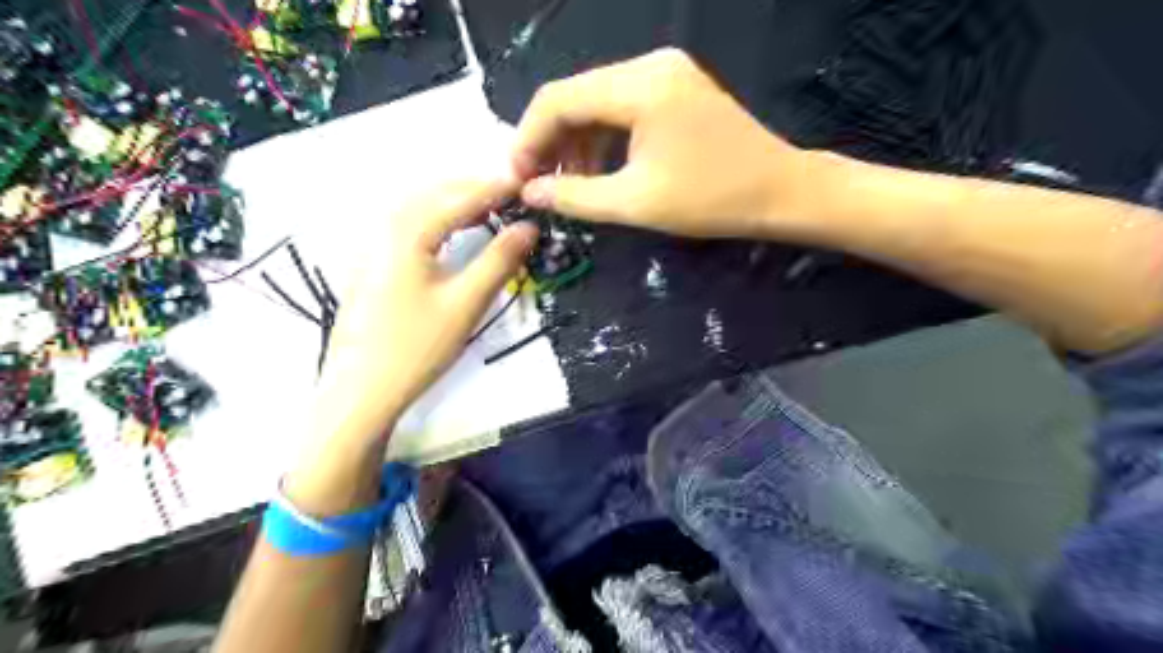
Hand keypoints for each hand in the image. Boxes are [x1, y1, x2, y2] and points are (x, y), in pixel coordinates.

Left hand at [315, 178, 540, 442]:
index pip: (459, 197)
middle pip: (434, 192)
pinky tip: (450, 231)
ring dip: (453, 200)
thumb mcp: (466, 303)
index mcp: (407, 231)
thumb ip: (499, 260)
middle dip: (473, 188)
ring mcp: (371, 244)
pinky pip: (407, 223)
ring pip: (417, 206)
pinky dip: (435, 217)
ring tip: (487, 208)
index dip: (496, 188)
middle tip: (511, 195)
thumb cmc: (416, 347)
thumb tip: (529, 227)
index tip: (527, 184)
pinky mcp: (369, 263)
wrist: (360, 390)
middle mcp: (384, 227)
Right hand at [513, 45, 811, 240]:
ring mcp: (664, 73)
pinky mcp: (674, 88)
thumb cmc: (711, 200)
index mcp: (638, 86)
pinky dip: (603, 138)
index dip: (528, 138)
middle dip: (550, 142)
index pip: (558, 99)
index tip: (516, 177)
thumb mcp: (635, 202)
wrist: (780, 192)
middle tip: (538, 184)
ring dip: (576, 142)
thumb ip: (574, 196)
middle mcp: (648, 65)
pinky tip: (597, 169)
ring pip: (597, 103)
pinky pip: (622, 108)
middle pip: (576, 96)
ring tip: (566, 184)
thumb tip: (529, 192)